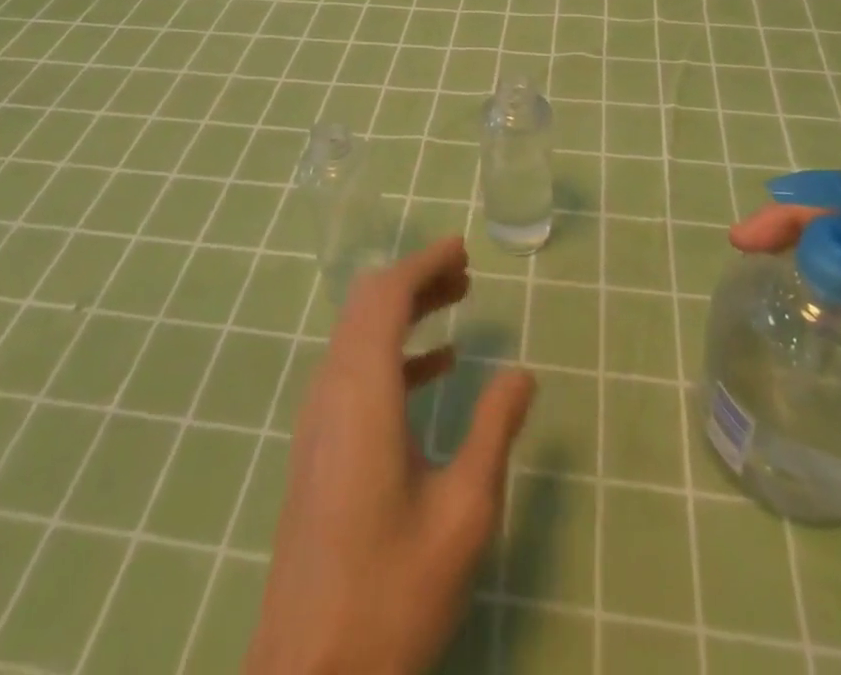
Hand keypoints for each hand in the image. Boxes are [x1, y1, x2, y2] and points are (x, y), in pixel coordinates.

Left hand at [247, 237, 534, 674]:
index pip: (386, 297)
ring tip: (456, 304)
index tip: (461, 247)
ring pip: (358, 335)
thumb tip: (522, 372)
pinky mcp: (318, 447)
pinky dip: (393, 352)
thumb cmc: (391, 592)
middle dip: (416, 279)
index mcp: (361, 391)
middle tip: (465, 272)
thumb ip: (493, 430)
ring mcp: (318, 420)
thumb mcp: (463, 512)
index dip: (423, 263)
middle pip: (367, 306)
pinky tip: (436, 369)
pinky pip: (354, 371)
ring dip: (404, 312)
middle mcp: (331, 391)